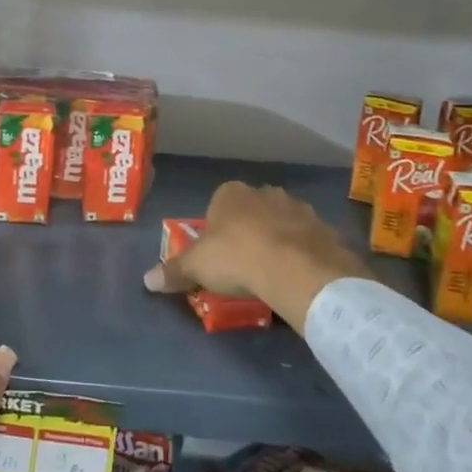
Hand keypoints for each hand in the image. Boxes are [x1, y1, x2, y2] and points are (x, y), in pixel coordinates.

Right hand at [143, 181, 359, 331]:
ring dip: (278, 241)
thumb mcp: (197, 267)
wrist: (296, 270)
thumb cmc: (237, 258)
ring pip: (282, 223)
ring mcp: (299, 208)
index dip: (216, 230)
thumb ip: (174, 271)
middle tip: (244, 264)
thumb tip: (146, 280)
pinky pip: (308, 241)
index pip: (218, 205)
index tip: (217, 255)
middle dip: (249, 232)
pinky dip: (303, 254)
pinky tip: (298, 276)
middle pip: (252, 212)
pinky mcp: (324, 229)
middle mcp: (265, 192)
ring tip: (273, 273)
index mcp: (231, 193)